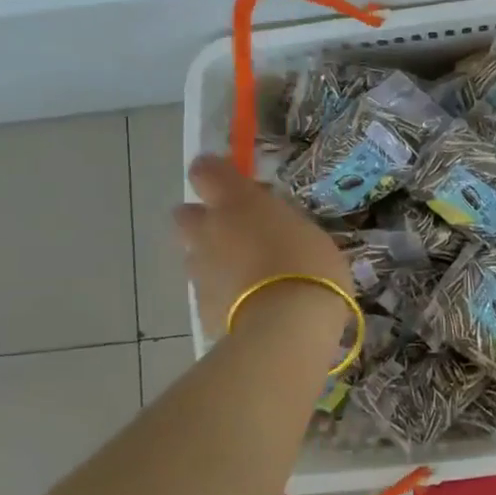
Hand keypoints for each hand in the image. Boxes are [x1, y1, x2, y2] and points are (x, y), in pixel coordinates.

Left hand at [175, 155, 354, 346]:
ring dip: (214, 259)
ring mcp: (199, 270)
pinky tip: (249, 305)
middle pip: (185, 214)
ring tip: (249, 275)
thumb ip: (280, 222)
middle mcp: (207, 230)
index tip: (234, 182)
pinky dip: (222, 293)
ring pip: (195, 255)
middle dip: (204, 220)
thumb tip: (273, 225)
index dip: (214, 173)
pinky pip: (207, 290)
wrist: (287, 325)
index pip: (205, 170)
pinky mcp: (200, 306)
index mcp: (235, 202)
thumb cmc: (310, 265)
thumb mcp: (307, 230)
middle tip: (238, 232)